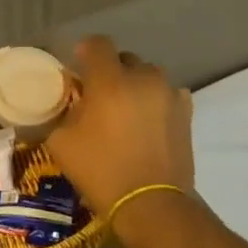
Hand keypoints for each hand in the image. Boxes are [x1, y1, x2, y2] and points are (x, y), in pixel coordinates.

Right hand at [44, 37, 194, 228]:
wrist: (151, 204)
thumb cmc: (100, 170)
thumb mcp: (61, 141)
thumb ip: (62, 112)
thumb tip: (67, 104)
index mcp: (109, 81)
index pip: (97, 44)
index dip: (84, 51)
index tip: (77, 68)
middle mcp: (143, 79)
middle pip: (124, 59)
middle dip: (110, 71)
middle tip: (98, 95)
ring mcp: (169, 95)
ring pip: (148, 76)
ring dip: (134, 85)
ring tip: (124, 109)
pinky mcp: (186, 113)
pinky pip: (167, 94)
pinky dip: (154, 101)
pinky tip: (146, 122)